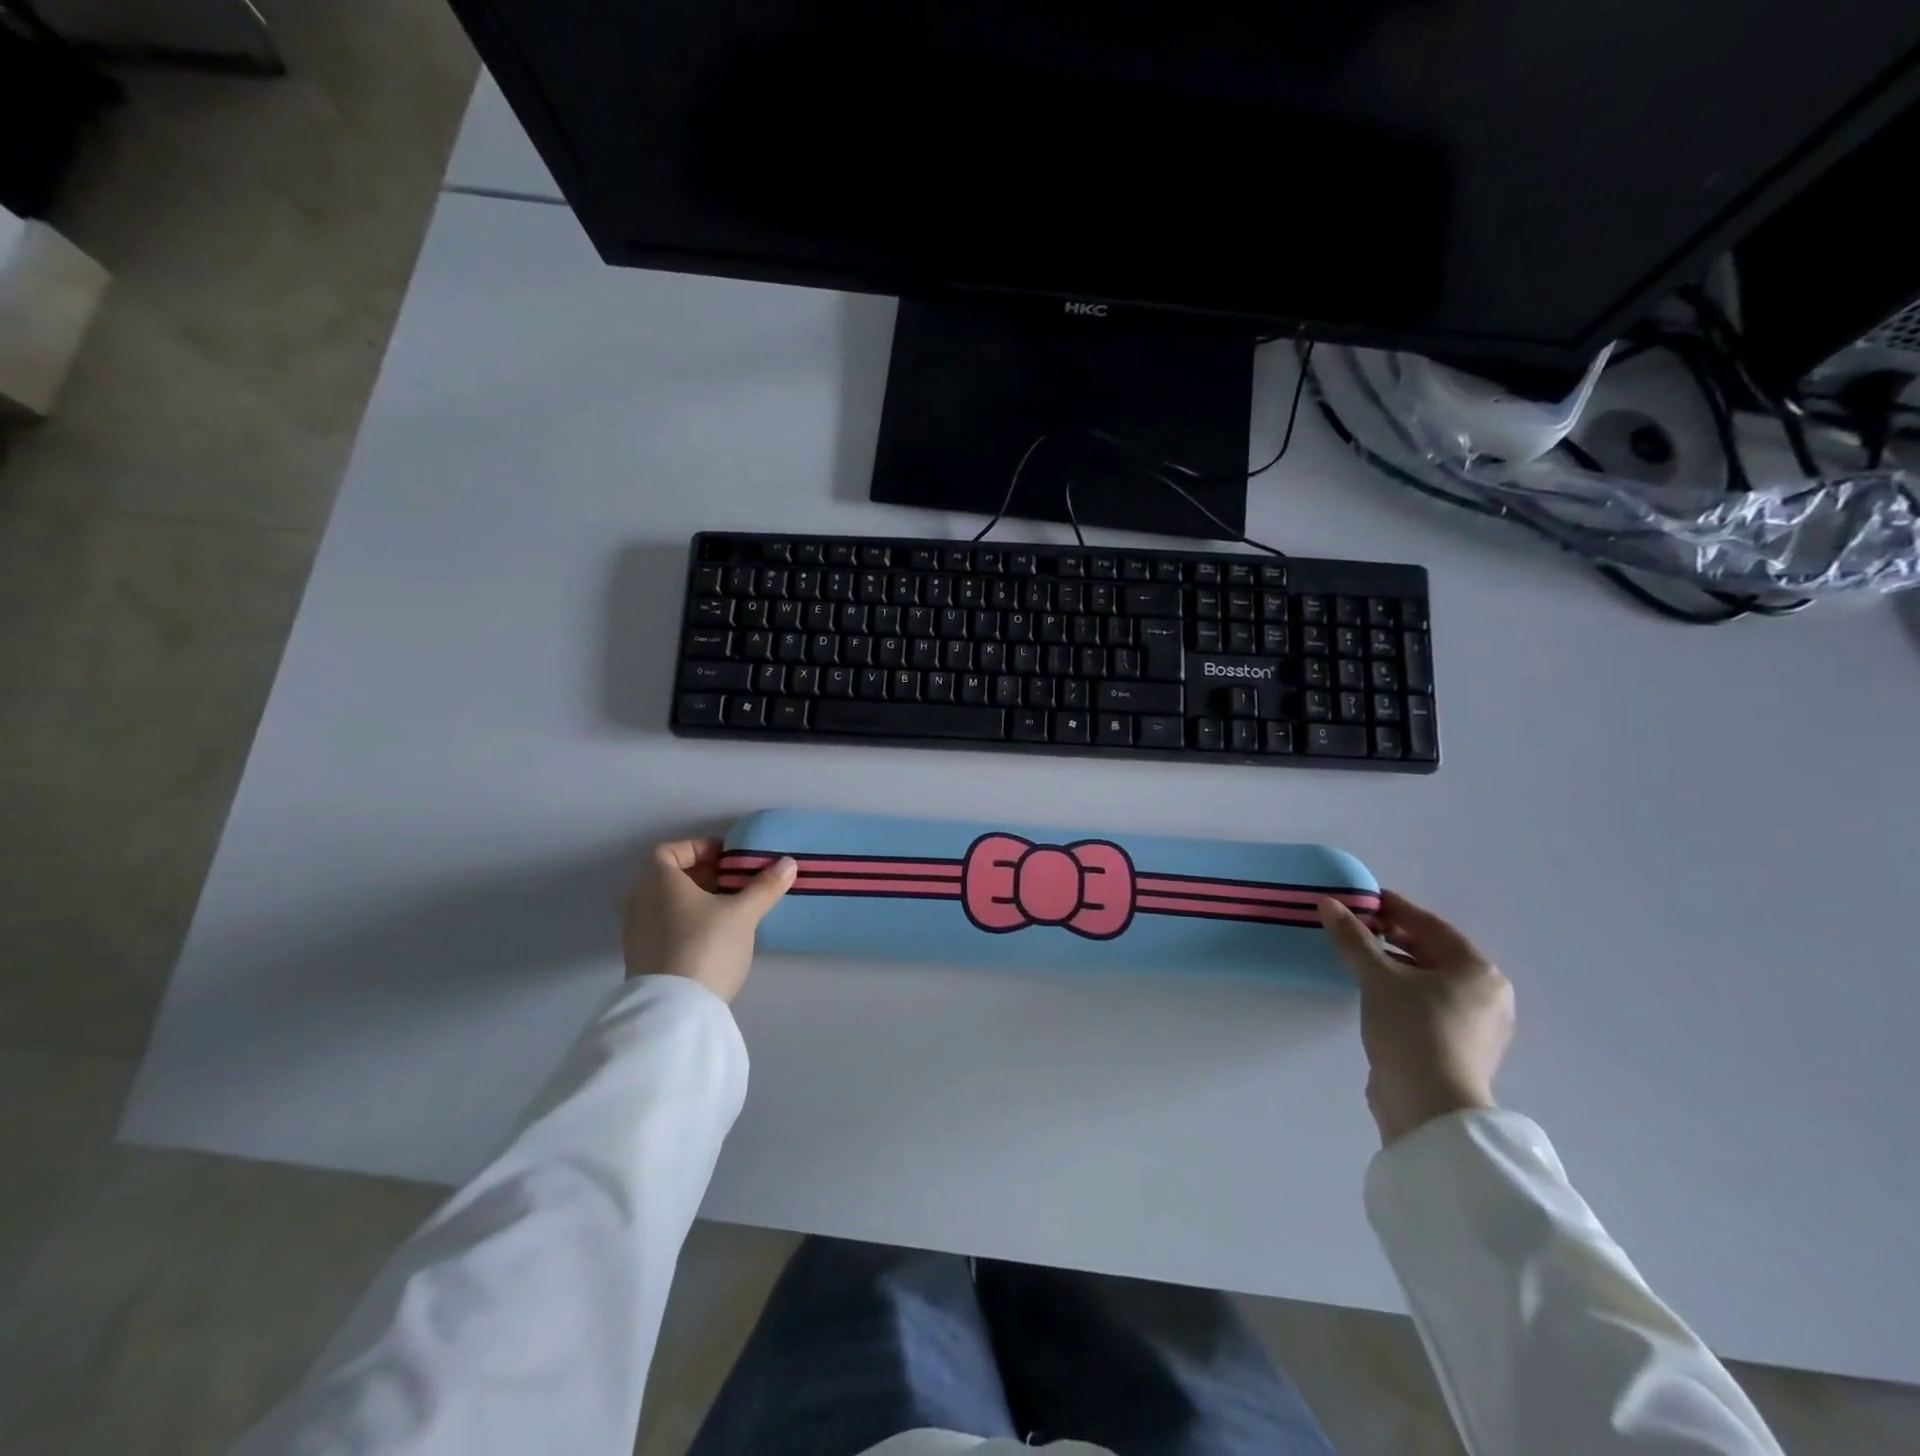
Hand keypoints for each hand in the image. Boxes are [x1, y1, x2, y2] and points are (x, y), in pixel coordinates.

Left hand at [621, 839, 797, 1001]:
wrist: (675, 1010)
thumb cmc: (706, 945)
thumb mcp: (743, 913)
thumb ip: (764, 886)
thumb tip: (788, 863)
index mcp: (657, 881)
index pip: (668, 851)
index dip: (697, 849)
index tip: (726, 859)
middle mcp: (639, 901)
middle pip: (667, 877)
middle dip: (701, 875)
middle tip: (733, 882)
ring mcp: (636, 933)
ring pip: (665, 904)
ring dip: (694, 901)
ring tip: (728, 910)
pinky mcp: (641, 959)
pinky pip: (663, 927)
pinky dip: (685, 923)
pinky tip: (713, 937)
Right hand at [1319, 891, 1514, 1146]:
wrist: (1429, 1107)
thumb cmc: (1412, 1029)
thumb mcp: (1377, 977)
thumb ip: (1353, 937)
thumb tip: (1327, 903)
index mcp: (1477, 970)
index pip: (1429, 925)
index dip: (1393, 908)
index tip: (1361, 898)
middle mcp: (1486, 993)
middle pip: (1432, 951)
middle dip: (1392, 936)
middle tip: (1354, 925)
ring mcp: (1476, 1023)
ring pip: (1429, 978)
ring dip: (1394, 963)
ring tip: (1357, 956)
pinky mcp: (1458, 1046)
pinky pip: (1427, 1003)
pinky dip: (1402, 989)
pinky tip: (1373, 990)